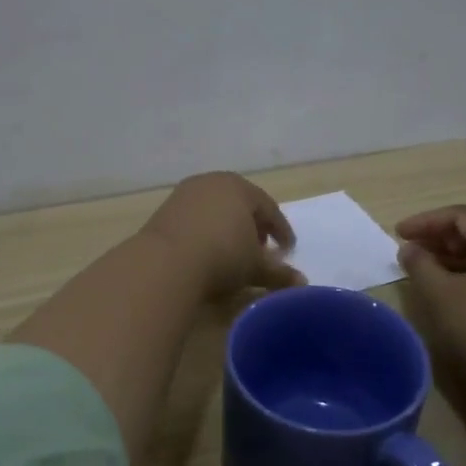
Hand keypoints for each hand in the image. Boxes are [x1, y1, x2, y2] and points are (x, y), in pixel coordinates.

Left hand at [142, 173, 300, 300]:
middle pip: (240, 203)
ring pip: (215, 209)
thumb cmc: (221, 257)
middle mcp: (212, 183)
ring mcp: (184, 194)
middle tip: (261, 248)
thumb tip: (302, 283)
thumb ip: (279, 273)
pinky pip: (194, 219)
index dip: (281, 231)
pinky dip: (205, 232)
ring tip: (234, 251)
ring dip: (227, 228)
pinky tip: (206, 252)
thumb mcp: (255, 268)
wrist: (165, 263)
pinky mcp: (164, 210)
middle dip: (253, 226)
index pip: (269, 209)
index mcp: (240, 188)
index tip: (288, 250)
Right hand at [396, 205, 465, 404]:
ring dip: (454, 255)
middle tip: (411, 249)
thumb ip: (420, 265)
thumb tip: (409, 249)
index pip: (463, 216)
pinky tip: (451, 288)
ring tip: (426, 267)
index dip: (427, 220)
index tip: (398, 234)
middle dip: (441, 236)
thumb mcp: (441, 294)